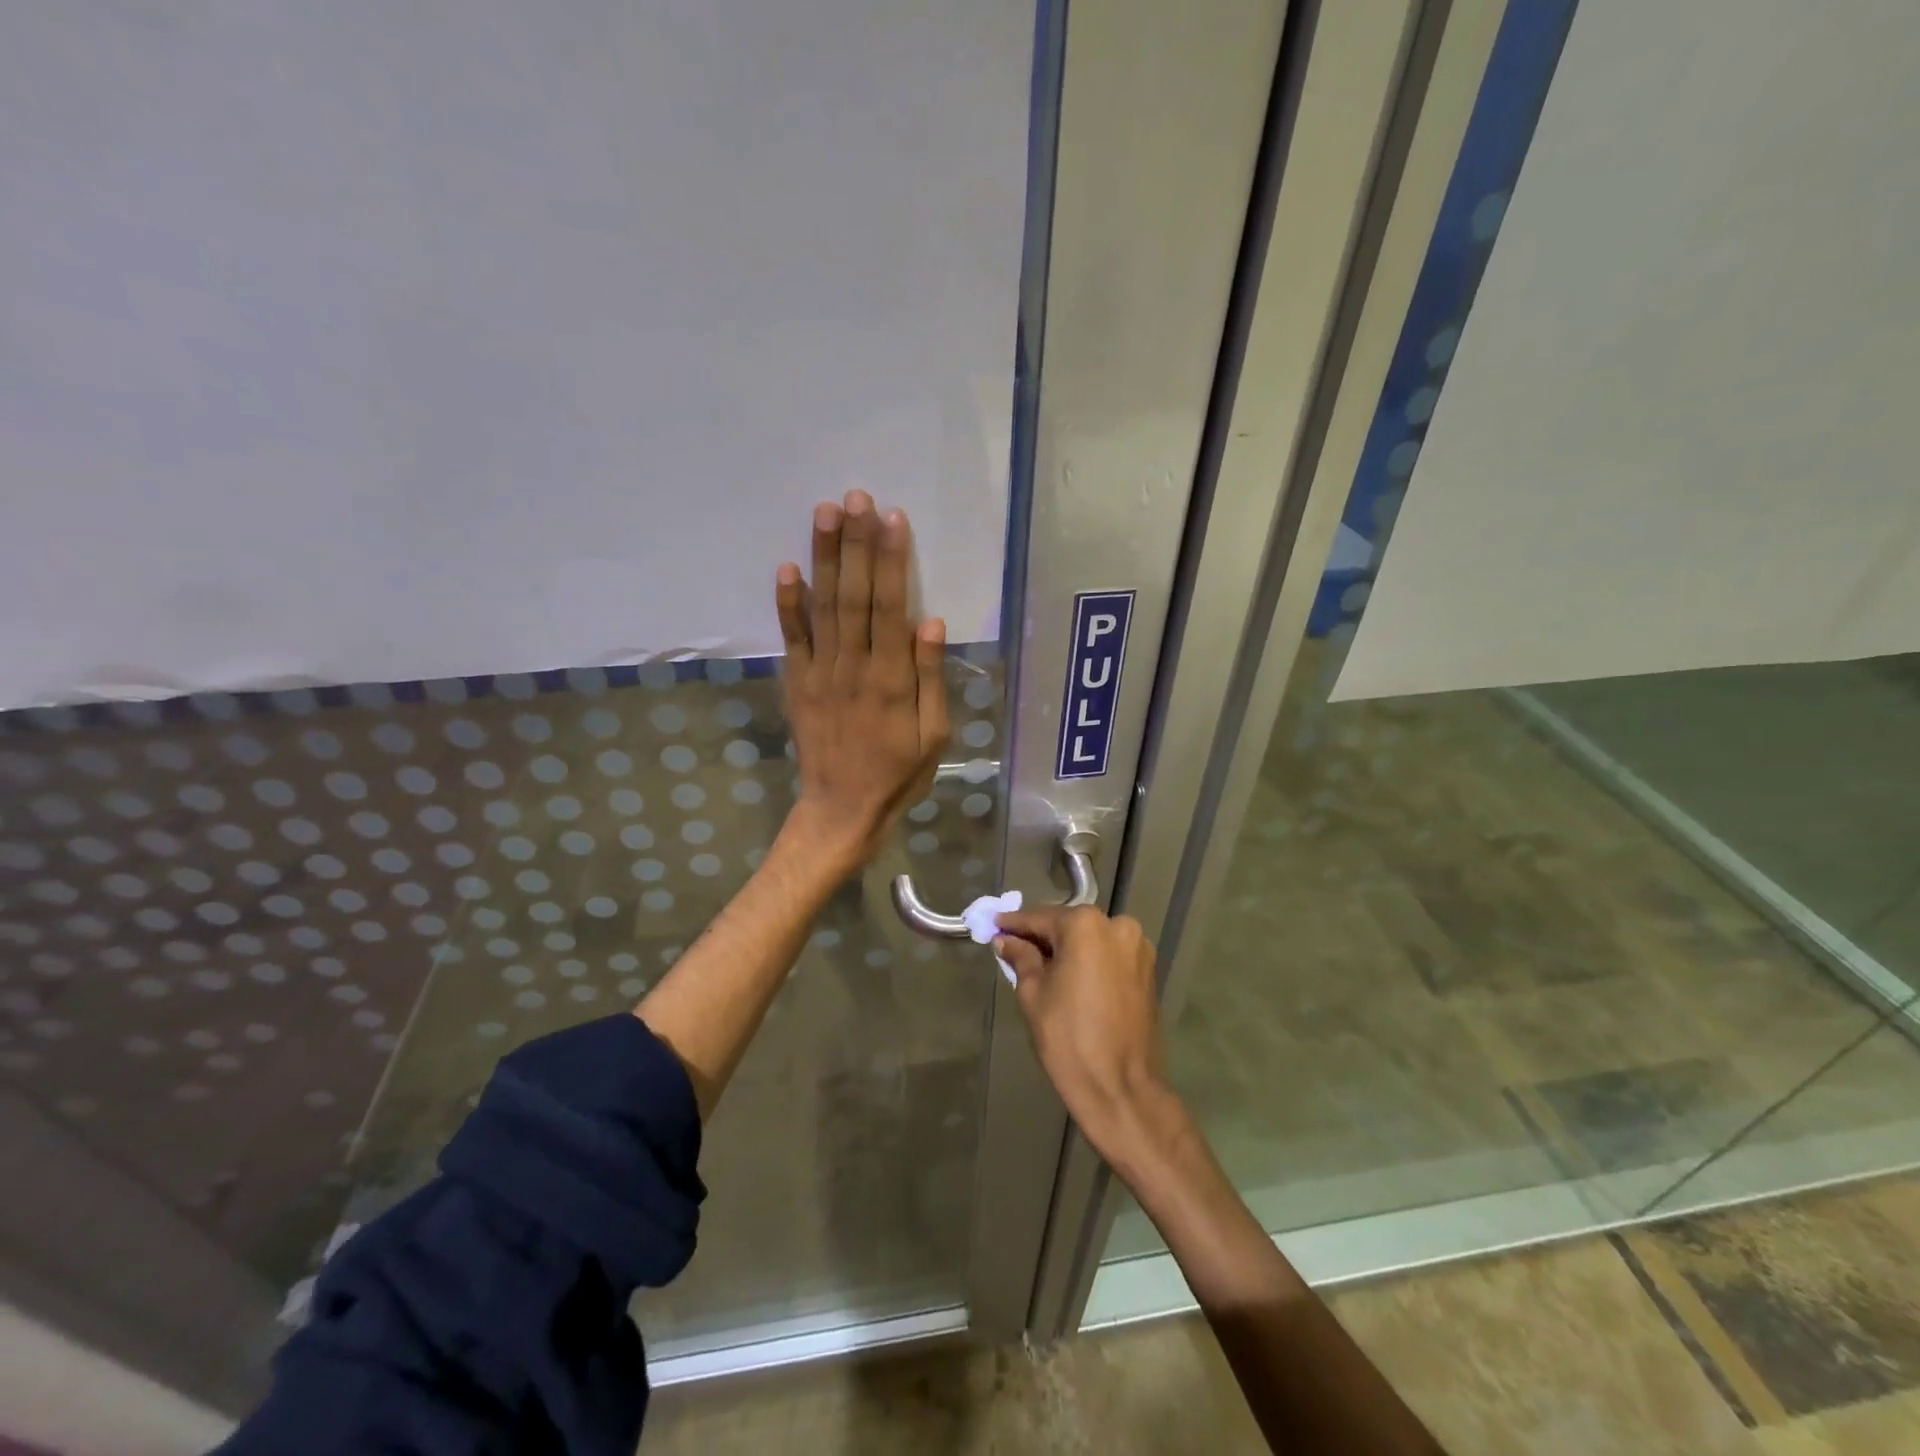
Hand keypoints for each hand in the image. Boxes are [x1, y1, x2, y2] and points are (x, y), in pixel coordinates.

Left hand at [775, 491, 949, 868]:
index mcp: (891, 679)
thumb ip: (930, 678)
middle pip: (854, 595)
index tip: (891, 518)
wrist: (841, 810)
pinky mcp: (797, 683)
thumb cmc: (898, 775)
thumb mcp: (934, 736)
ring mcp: (820, 673)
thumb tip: (930, 622)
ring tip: (825, 513)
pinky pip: (792, 638)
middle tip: (855, 496)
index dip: (891, 560)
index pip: (890, 606)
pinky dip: (788, 604)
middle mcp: (853, 666)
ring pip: (823, 606)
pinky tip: (788, 568)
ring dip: (824, 558)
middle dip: (855, 544)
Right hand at [993, 905, 1182, 1162]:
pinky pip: (1109, 955)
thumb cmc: (1069, 1039)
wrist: (1121, 1089)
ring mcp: (1137, 947)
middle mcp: (1117, 925)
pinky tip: (1070, 977)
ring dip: (1067, 948)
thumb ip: (1021, 958)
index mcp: (1086, 926)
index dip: (1014, 924)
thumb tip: (1007, 940)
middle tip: (1014, 948)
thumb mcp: (1033, 994)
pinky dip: (1089, 960)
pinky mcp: (1148, 970)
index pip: (1040, 918)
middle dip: (1042, 936)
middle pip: (1068, 925)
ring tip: (1041, 967)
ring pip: (1091, 939)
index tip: (995, 925)